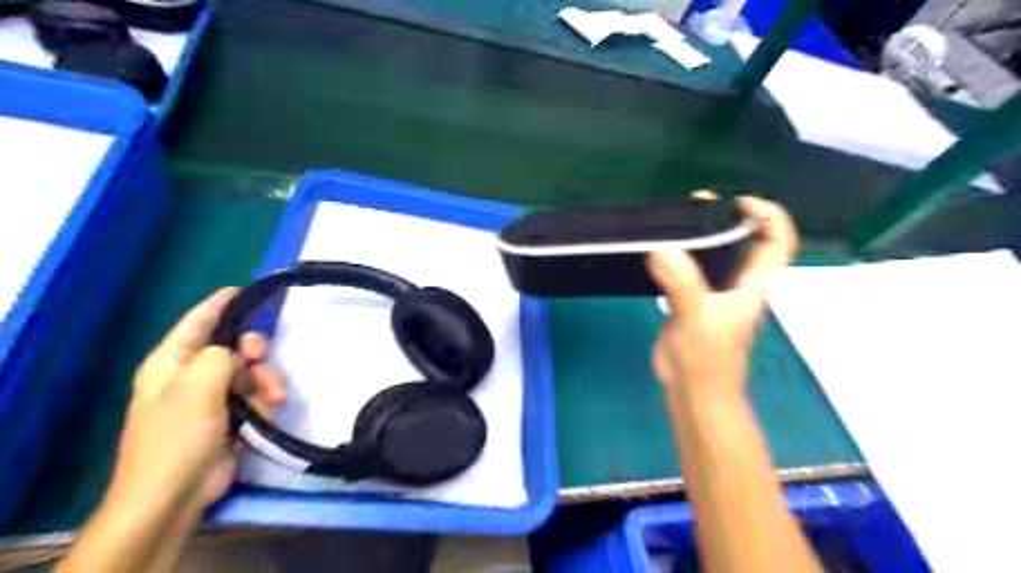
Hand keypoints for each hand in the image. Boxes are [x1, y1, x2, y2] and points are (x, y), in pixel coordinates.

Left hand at [106, 290, 285, 515]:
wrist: (175, 493)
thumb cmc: (178, 435)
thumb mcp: (198, 385)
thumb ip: (221, 355)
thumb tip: (238, 353)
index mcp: (172, 362)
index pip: (197, 322)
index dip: (219, 304)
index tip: (243, 289)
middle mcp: (192, 375)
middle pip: (234, 347)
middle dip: (254, 353)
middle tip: (261, 359)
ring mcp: (213, 398)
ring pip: (252, 373)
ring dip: (268, 381)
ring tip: (277, 398)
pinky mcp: (232, 417)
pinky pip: (257, 396)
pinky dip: (267, 400)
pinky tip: (273, 409)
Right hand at [649, 200, 801, 403]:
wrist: (693, 393)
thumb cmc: (707, 361)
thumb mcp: (697, 318)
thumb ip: (682, 284)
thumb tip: (662, 248)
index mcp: (752, 286)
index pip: (777, 243)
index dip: (768, 217)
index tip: (738, 203)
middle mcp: (736, 285)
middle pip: (744, 242)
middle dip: (728, 218)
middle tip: (698, 202)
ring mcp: (712, 294)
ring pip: (713, 255)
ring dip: (699, 235)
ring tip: (674, 220)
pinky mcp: (689, 303)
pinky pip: (687, 271)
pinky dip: (677, 256)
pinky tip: (659, 249)